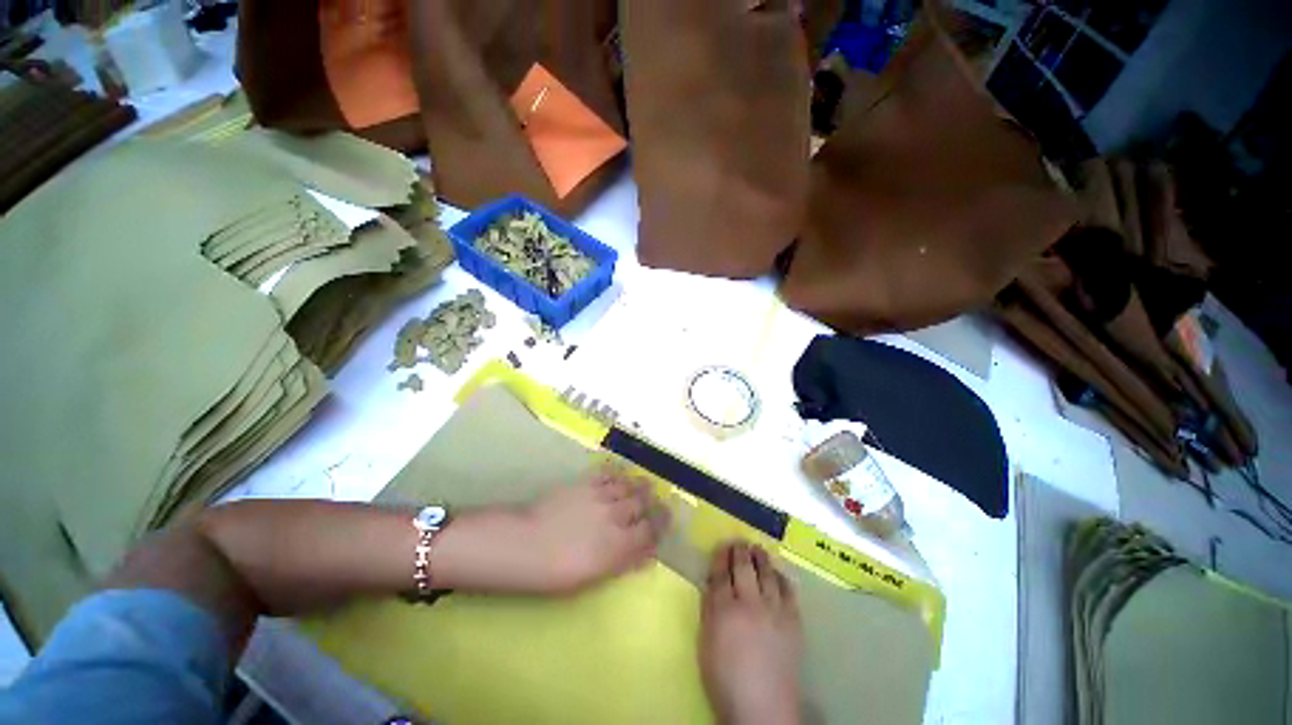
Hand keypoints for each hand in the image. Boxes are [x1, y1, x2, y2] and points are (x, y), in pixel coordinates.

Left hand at [427, 467, 669, 595]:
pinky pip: (608, 474)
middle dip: (653, 503)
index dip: (661, 525)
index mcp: (618, 545)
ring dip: (639, 485)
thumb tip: (645, 556)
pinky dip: (618, 473)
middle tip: (659, 500)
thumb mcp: (591, 578)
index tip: (667, 520)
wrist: (523, 544)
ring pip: (628, 487)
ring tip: (645, 484)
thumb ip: (621, 564)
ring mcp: (600, 497)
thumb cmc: (554, 572)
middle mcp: (615, 517)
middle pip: (642, 505)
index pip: (649, 532)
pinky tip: (621, 472)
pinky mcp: (585, 484)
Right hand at [701, 543, 803, 724]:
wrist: (764, 709)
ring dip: (761, 558)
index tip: (721, 547)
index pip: (720, 574)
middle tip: (739, 541)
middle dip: (740, 551)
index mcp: (724, 610)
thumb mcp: (706, 644)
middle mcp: (749, 604)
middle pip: (744, 568)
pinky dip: (782, 578)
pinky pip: (788, 591)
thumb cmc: (725, 680)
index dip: (720, 557)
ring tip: (758, 549)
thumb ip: (709, 610)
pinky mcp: (793, 621)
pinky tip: (778, 573)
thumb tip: (712, 585)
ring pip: (767, 574)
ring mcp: (774, 611)